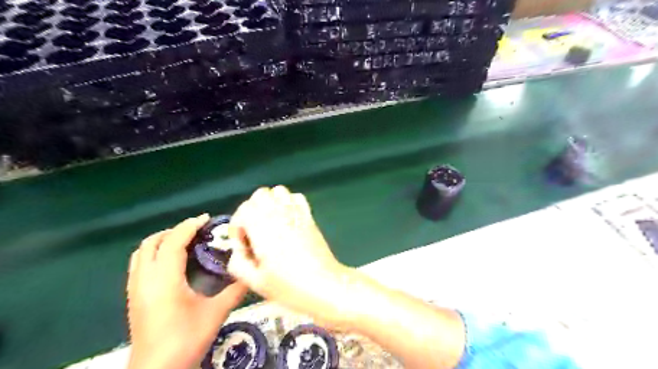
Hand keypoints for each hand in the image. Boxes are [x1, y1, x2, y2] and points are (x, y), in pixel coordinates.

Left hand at [128, 215, 248, 368]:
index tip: (206, 219)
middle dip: (174, 231)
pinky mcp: (133, 298)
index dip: (189, 226)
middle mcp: (145, 279)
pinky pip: (139, 265)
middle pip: (152, 242)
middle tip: (197, 231)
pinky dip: (154, 254)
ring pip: (141, 253)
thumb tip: (252, 274)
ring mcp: (135, 289)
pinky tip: (171, 264)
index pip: (174, 241)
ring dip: (162, 241)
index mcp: (165, 279)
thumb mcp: (215, 313)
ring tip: (184, 243)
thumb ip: (235, 291)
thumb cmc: (186, 340)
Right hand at [227, 188, 348, 324]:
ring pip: (278, 191)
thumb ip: (238, 263)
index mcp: (264, 228)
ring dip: (270, 203)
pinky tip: (287, 220)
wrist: (325, 285)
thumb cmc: (290, 287)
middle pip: (260, 195)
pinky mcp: (309, 217)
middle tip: (253, 231)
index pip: (244, 209)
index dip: (238, 225)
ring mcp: (297, 213)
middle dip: (251, 210)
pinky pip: (296, 197)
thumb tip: (237, 251)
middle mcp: (280, 214)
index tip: (243, 244)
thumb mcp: (256, 282)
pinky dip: (288, 202)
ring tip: (269, 224)